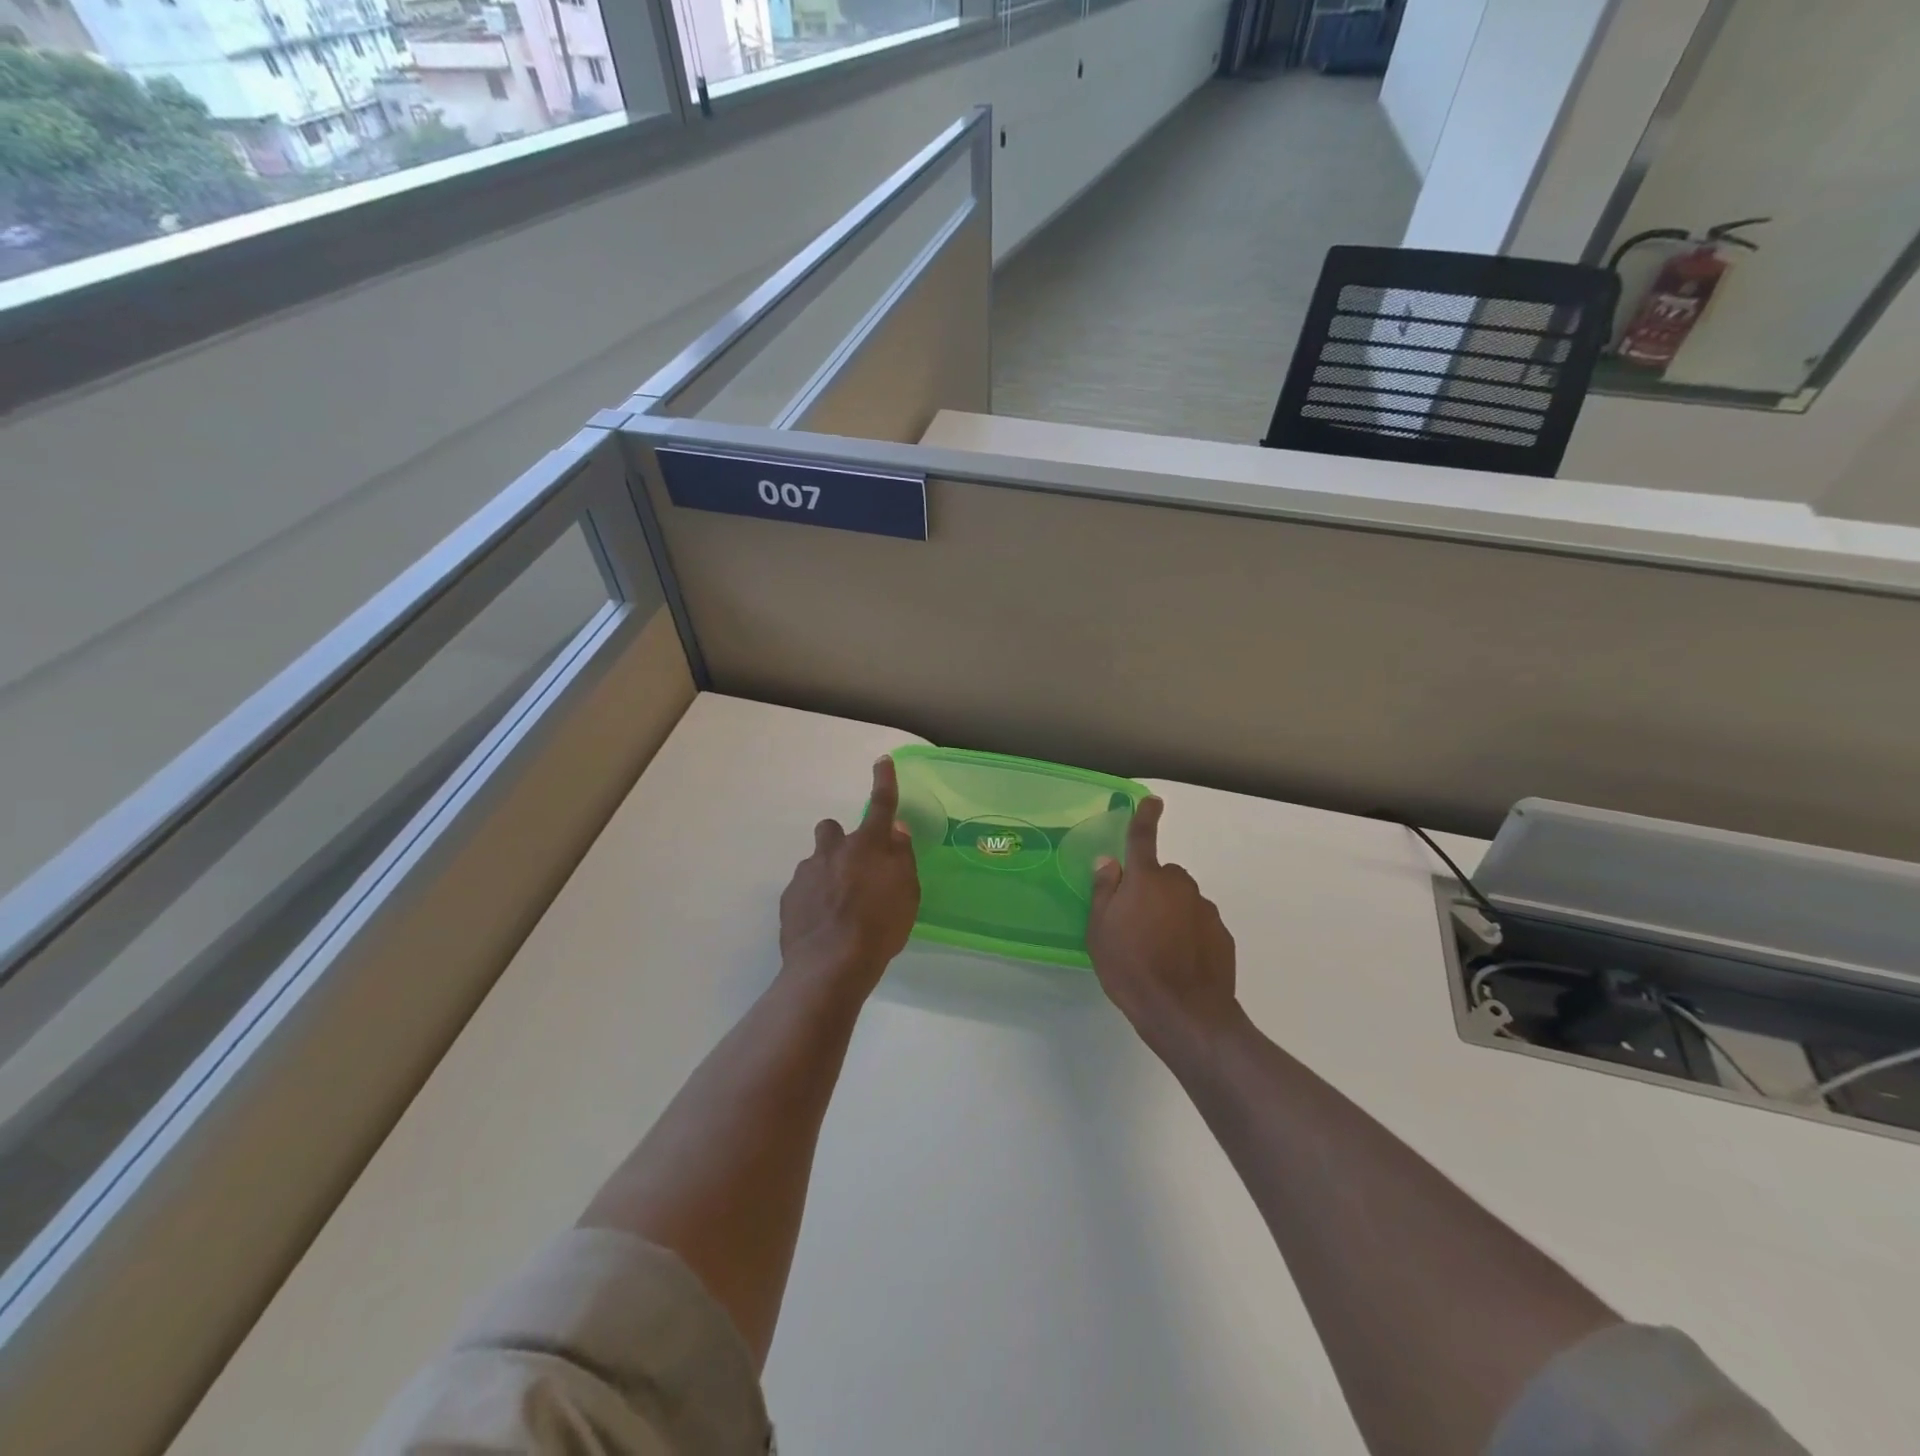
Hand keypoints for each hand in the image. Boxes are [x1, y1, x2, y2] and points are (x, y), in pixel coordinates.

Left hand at [779, 756, 920, 998]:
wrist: (830, 966)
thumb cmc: (879, 928)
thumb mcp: (907, 894)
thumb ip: (901, 858)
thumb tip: (896, 831)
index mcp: (868, 846)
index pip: (881, 805)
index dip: (884, 781)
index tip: (882, 761)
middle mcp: (834, 850)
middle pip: (832, 829)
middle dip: (840, 841)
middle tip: (853, 868)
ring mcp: (807, 873)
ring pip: (816, 862)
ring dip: (827, 874)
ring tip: (839, 909)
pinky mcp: (789, 898)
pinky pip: (804, 889)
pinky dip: (813, 900)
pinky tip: (823, 925)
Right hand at [1087, 797, 1240, 1063]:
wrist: (1186, 1014)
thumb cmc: (1132, 968)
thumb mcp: (1100, 931)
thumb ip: (1104, 891)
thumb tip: (1109, 861)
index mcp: (1146, 879)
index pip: (1143, 837)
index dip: (1146, 817)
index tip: (1153, 802)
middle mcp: (1179, 885)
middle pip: (1162, 875)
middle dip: (1151, 889)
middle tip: (1135, 921)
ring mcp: (1204, 909)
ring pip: (1182, 900)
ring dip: (1170, 913)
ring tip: (1157, 949)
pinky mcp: (1222, 934)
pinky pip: (1199, 923)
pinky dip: (1188, 934)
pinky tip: (1179, 962)